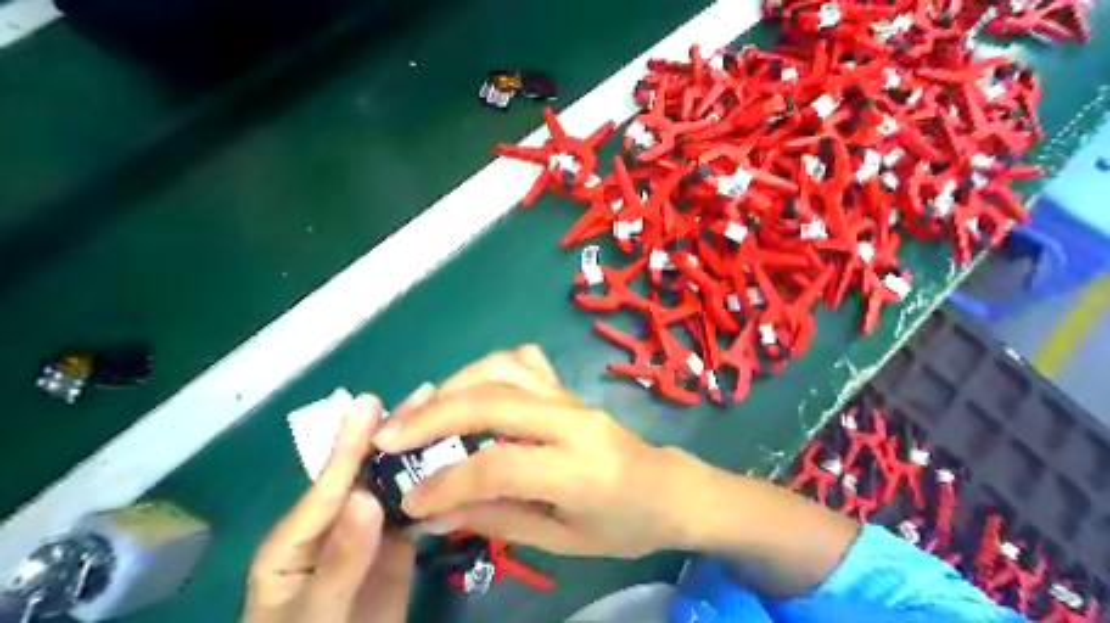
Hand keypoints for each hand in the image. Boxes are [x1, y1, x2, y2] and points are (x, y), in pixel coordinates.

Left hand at [244, 387, 434, 618]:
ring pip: (395, 487)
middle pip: (365, 473)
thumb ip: (340, 558)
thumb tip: (366, 495)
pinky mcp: (394, 548)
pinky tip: (457, 465)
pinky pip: (415, 512)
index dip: (351, 442)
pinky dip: (435, 489)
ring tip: (446, 418)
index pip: (329, 484)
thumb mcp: (316, 614)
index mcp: (296, 539)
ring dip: (419, 454)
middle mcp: (334, 525)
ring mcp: (367, 535)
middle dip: (393, 434)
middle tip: (424, 395)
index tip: (371, 402)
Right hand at [368, 345, 690, 558]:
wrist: (667, 487)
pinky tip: (472, 391)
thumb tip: (434, 511)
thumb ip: (499, 519)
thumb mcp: (562, 540)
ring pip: (502, 368)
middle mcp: (573, 421)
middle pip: (492, 401)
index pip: (497, 466)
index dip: (446, 482)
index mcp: (579, 471)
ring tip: (423, 413)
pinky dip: (488, 370)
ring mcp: (571, 396)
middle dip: (432, 418)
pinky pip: (523, 362)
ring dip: (454, 385)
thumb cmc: (622, 525)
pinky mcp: (568, 387)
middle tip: (390, 437)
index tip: (409, 498)